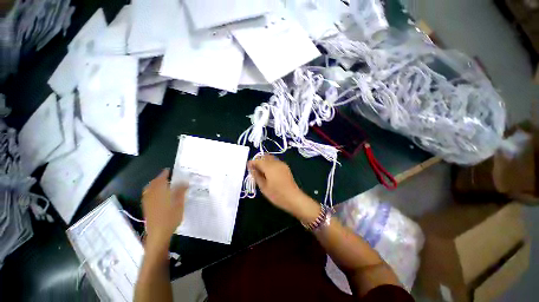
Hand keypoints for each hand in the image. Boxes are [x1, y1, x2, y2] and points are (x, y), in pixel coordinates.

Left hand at [142, 169, 187, 248]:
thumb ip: (181, 191)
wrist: (158, 233)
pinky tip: (157, 194)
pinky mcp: (146, 208)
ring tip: (161, 184)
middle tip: (166, 176)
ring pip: (149, 189)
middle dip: (159, 178)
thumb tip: (185, 182)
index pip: (161, 180)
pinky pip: (147, 195)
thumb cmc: (170, 217)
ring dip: (154, 184)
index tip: (168, 170)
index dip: (164, 174)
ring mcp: (148, 202)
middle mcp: (152, 195)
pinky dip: (151, 191)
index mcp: (160, 193)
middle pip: (153, 184)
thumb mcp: (179, 203)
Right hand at [248, 155, 314, 218]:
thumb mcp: (263, 187)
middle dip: (258, 160)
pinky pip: (275, 162)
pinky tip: (269, 172)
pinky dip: (270, 164)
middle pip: (265, 157)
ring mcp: (282, 164)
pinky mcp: (286, 167)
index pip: (258, 160)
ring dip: (264, 162)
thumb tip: (251, 168)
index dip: (252, 162)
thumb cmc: (277, 194)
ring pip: (270, 158)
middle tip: (254, 169)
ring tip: (261, 171)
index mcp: (270, 167)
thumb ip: (256, 175)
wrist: (294, 198)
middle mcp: (276, 162)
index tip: (248, 167)